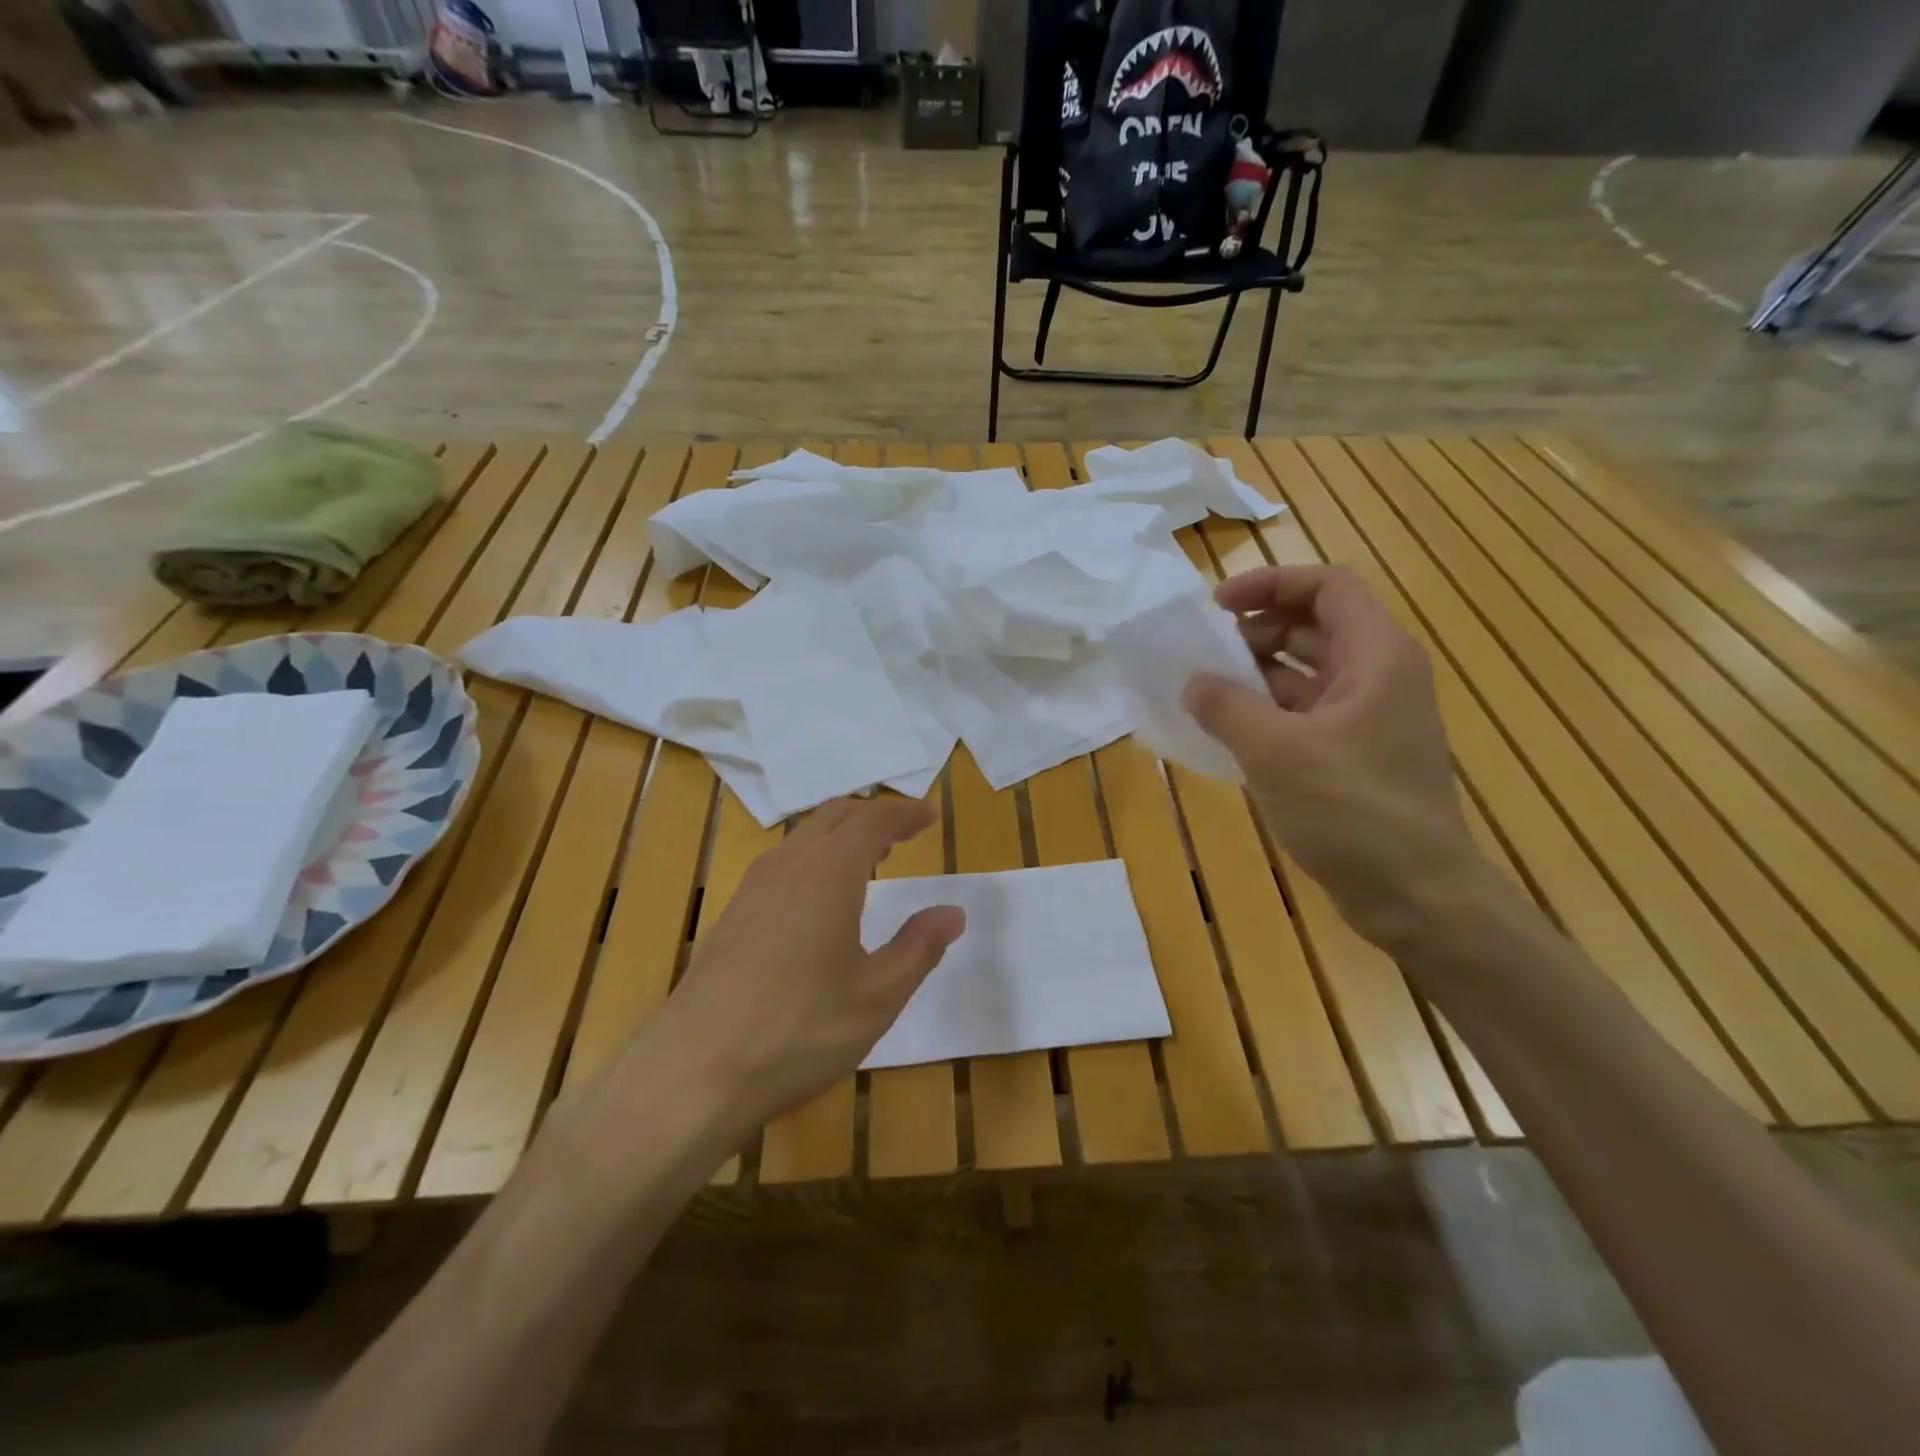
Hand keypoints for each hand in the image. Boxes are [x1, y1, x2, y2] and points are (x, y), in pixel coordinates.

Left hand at [651, 798, 963, 1131]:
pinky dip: (814, 860)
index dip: (905, 813)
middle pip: (835, 816)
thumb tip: (952, 913)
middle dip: (873, 817)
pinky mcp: (731, 914)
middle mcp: (788, 864)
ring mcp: (752, 887)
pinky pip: (782, 864)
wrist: (695, 1070)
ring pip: (803, 838)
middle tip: (903, 834)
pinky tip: (819, 902)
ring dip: (841, 837)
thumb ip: (919, 947)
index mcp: (829, 871)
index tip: (930, 817)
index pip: (874, 819)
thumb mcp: (877, 995)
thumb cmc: (800, 1029)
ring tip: (868, 862)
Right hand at [1183, 564, 1480, 947]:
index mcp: (1376, 656)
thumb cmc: (1352, 810)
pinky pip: (1305, 712)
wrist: (1415, 894)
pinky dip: (1267, 711)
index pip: (1327, 586)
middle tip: (1206, 653)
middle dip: (1256, 630)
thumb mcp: (1275, 752)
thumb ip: (1227, 707)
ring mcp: (1369, 717)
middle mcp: (1379, 676)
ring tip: (1207, 691)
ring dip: (1257, 673)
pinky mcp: (1356, 754)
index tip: (1217, 605)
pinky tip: (1228, 730)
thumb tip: (1194, 683)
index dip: (1270, 584)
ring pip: (1307, 671)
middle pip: (1314, 625)